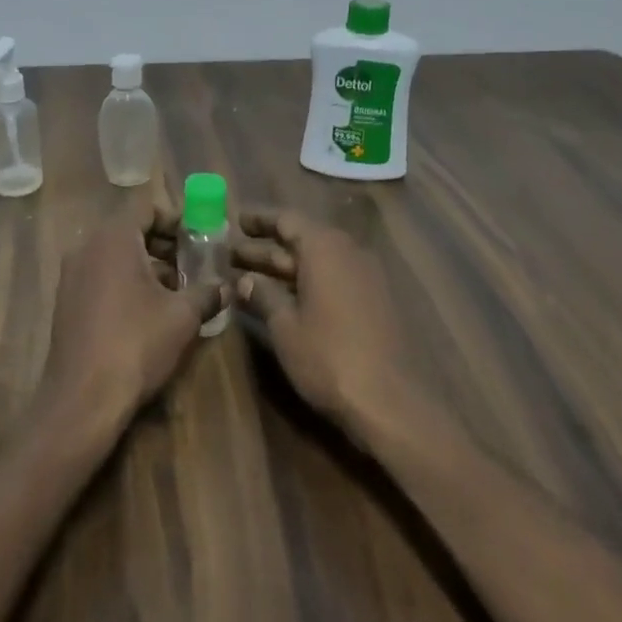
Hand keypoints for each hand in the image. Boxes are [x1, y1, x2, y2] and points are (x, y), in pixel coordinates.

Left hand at [39, 204, 228, 432]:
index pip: (146, 207)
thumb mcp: (183, 316)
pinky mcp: (67, 302)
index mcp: (113, 239)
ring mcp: (71, 276)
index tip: (200, 236)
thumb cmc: (136, 344)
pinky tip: (151, 311)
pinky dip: (127, 282)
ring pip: (116, 255)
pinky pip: (102, 277)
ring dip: (148, 264)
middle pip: (131, 230)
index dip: (176, 217)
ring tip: (179, 289)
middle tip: (195, 262)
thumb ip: (207, 292)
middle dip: (165, 243)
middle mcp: (86, 248)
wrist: (83, 399)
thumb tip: (227, 286)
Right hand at [233, 208, 409, 429]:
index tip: (235, 221)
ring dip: (284, 267)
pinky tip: (283, 299)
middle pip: (301, 239)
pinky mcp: (374, 301)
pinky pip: (333, 278)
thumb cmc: (328, 356)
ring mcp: (365, 277)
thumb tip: (245, 280)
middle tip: (230, 253)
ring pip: (317, 261)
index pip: (287, 219)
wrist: (390, 401)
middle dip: (265, 247)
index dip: (259, 220)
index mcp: (324, 248)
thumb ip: (263, 295)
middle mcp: (348, 252)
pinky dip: (306, 282)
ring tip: (248, 276)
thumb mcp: (285, 326)